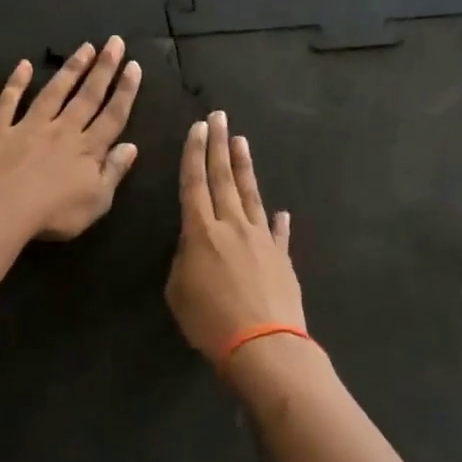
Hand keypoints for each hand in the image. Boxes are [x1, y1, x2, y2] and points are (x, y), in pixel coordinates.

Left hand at [0, 37, 142, 282]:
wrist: (2, 210)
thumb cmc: (54, 214)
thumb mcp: (96, 201)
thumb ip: (114, 172)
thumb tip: (131, 146)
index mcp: (88, 150)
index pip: (112, 115)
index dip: (125, 91)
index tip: (133, 66)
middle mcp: (63, 130)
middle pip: (87, 96)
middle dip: (104, 68)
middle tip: (115, 42)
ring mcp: (29, 126)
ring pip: (54, 92)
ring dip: (71, 69)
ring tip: (84, 47)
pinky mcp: (0, 129)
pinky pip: (9, 101)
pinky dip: (16, 82)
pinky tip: (23, 65)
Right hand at [165, 111, 304, 363]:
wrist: (263, 345)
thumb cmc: (210, 321)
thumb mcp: (178, 292)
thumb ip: (184, 261)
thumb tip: (196, 246)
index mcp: (201, 233)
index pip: (194, 184)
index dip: (193, 155)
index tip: (197, 128)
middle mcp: (232, 226)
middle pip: (223, 179)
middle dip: (218, 146)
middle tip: (219, 116)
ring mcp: (261, 239)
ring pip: (251, 195)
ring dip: (245, 167)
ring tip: (241, 141)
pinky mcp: (282, 258)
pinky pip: (278, 233)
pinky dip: (277, 221)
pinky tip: (280, 211)